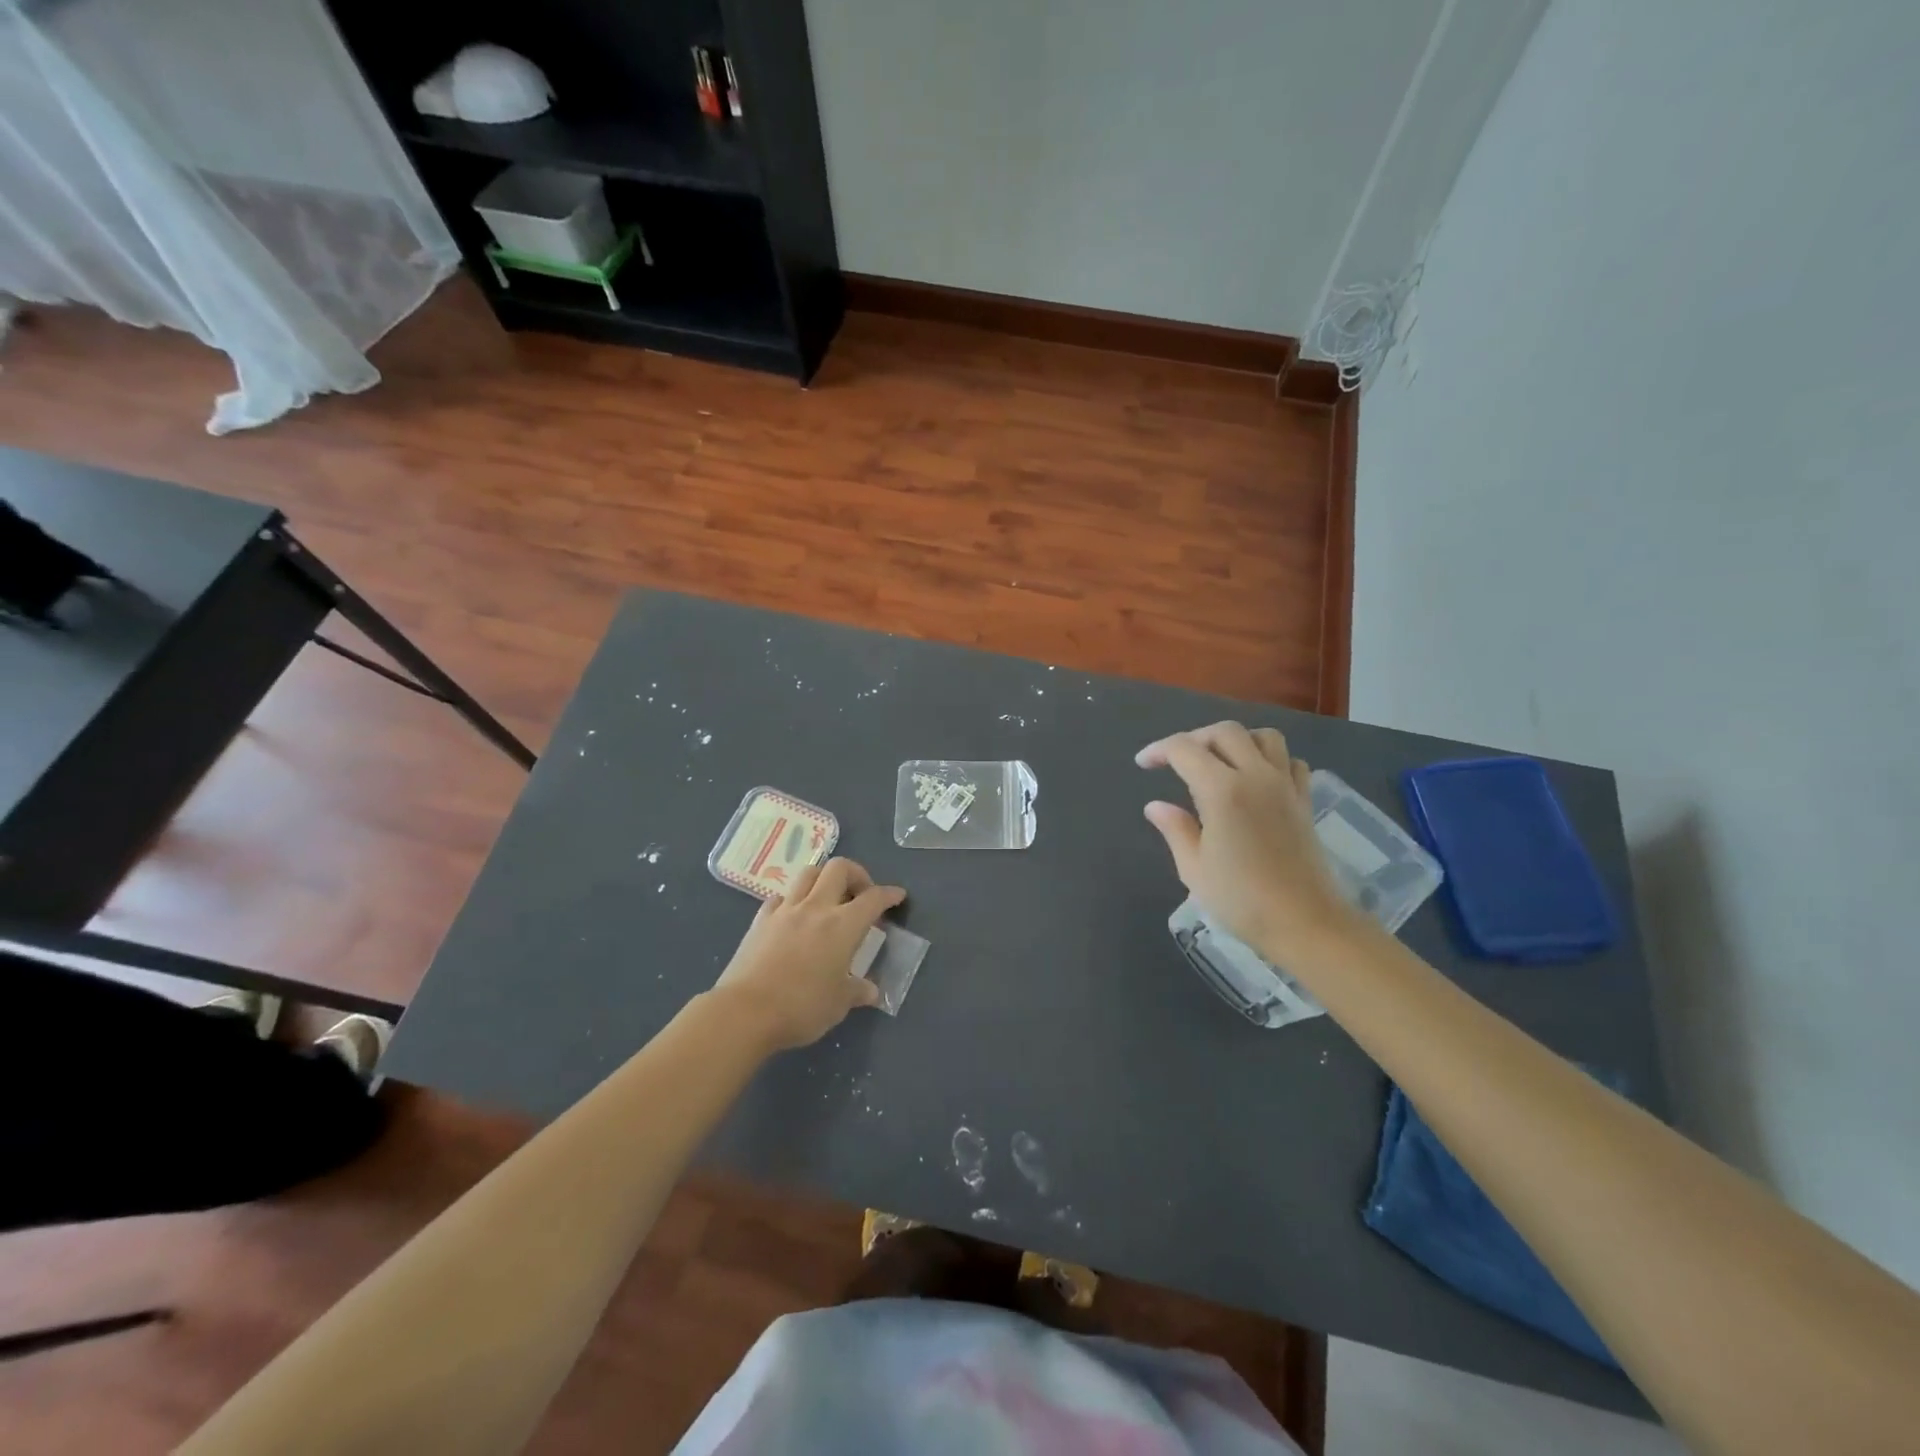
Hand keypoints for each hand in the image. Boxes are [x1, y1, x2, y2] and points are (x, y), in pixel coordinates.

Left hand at [711, 858, 904, 1052]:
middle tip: (861, 894)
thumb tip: (870, 991)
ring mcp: (786, 910)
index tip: (897, 896)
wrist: (745, 1012)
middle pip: (839, 868)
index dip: (889, 894)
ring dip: (824, 878)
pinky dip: (793, 899)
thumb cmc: (801, 1008)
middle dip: (856, 874)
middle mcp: (816, 908)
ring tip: (829, 898)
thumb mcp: (838, 1005)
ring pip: (808, 873)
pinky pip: (781, 897)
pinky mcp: (761, 920)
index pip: (873, 898)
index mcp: (843, 926)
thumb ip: (856, 991)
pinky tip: (794, 916)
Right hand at [1137, 721, 1358, 961]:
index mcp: (1222, 790)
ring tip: (1219, 762)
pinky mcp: (1305, 800)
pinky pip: (1290, 761)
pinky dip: (1271, 759)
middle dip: (1195, 738)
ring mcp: (1285, 786)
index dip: (1159, 750)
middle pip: (1225, 732)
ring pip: (1263, 737)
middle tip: (1176, 761)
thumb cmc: (1241, 899)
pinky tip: (1257, 779)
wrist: (1305, 923)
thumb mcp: (1194, 868)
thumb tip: (1156, 806)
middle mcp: (1256, 776)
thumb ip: (1175, 829)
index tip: (1143, 764)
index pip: (1185, 749)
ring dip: (1236, 741)